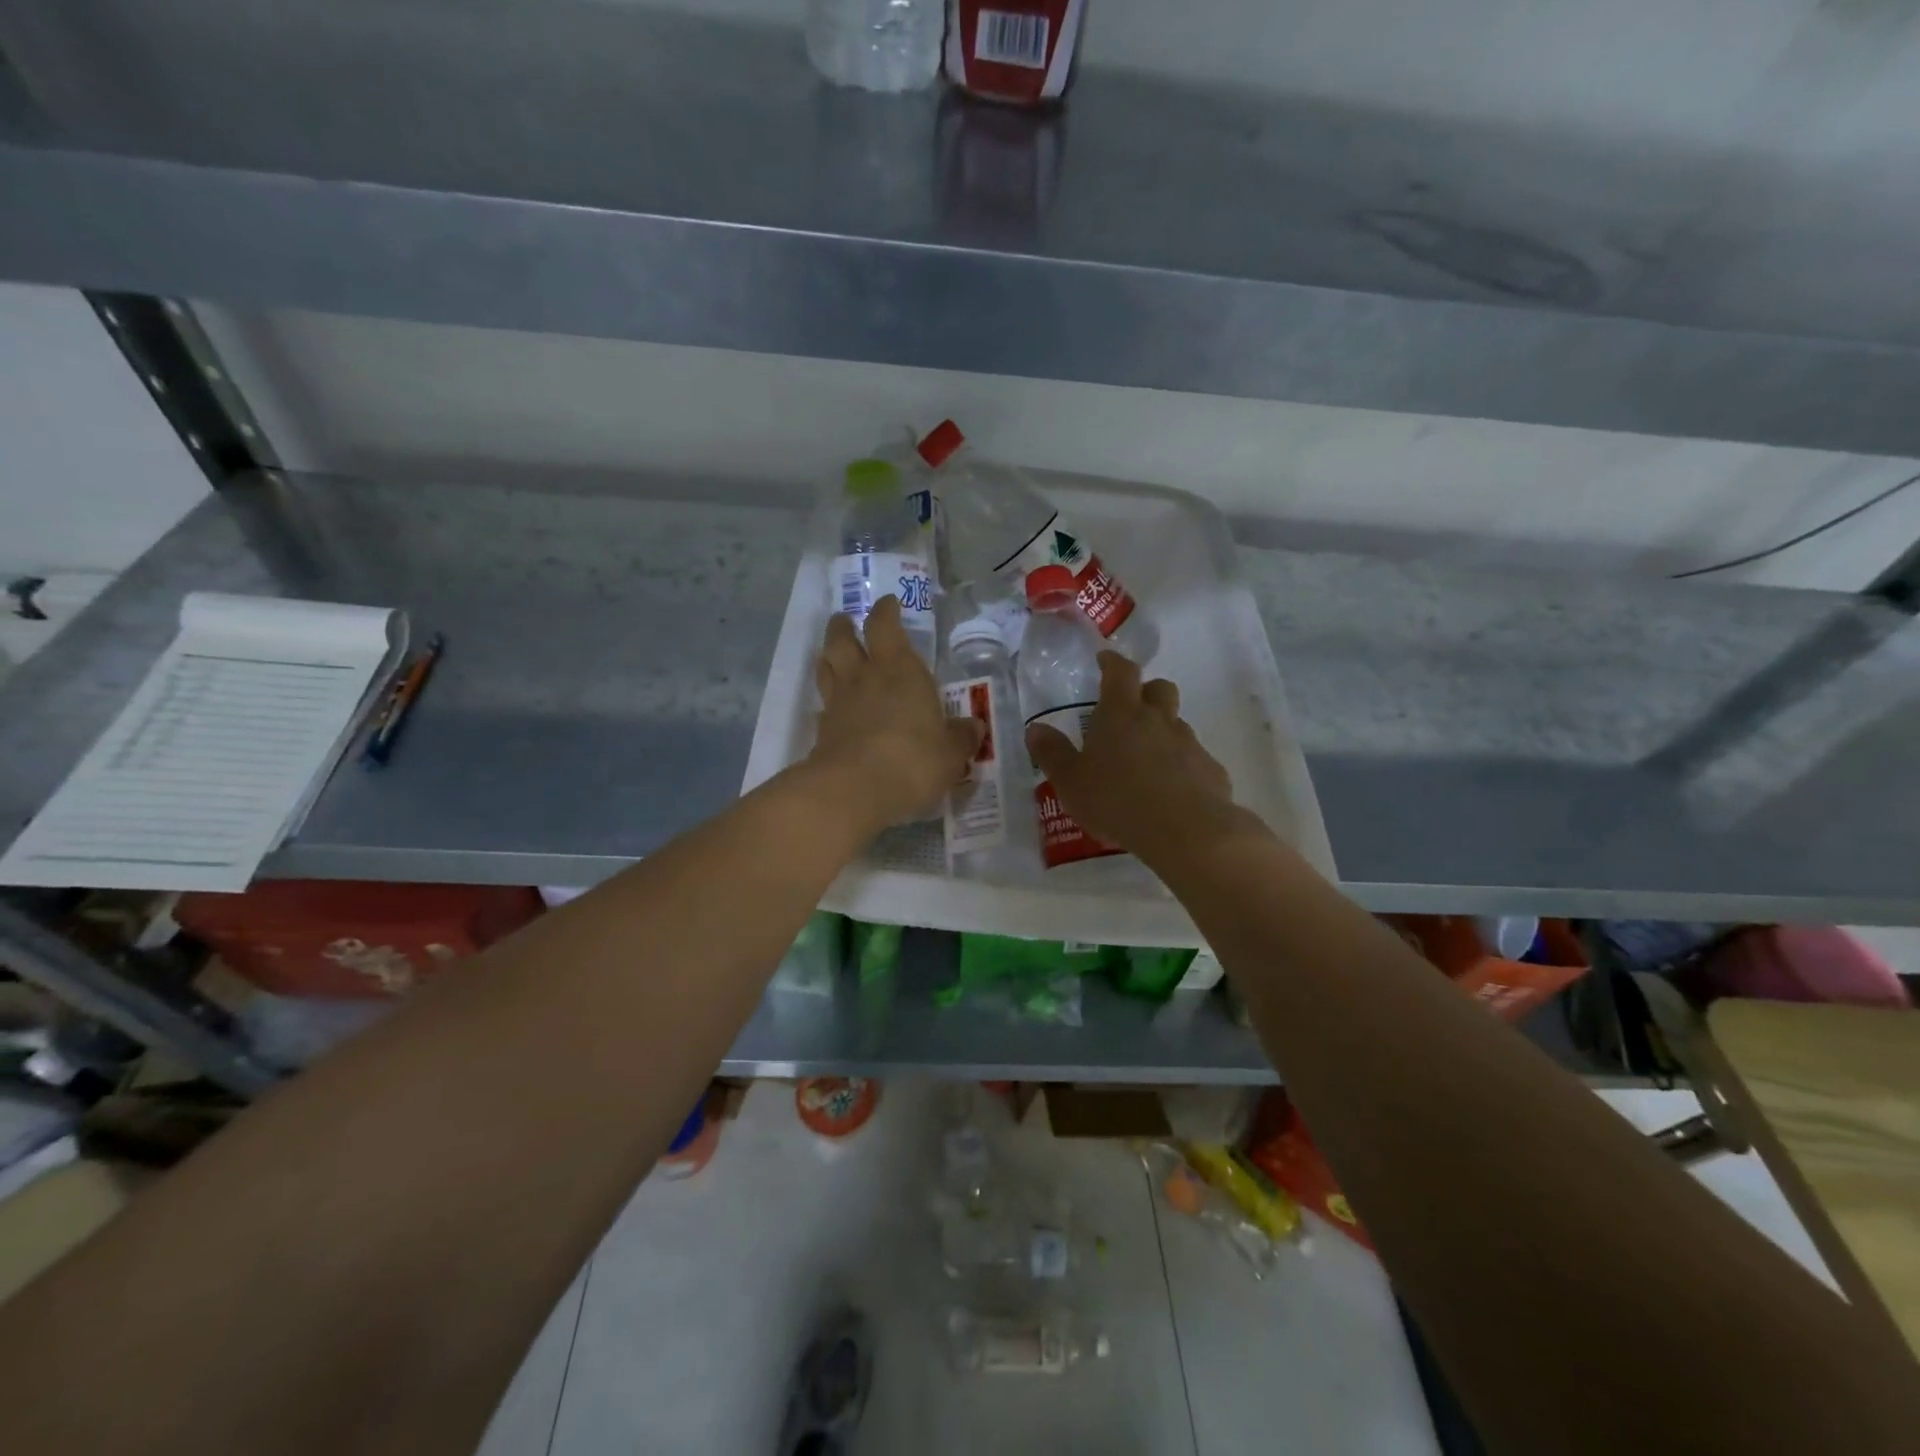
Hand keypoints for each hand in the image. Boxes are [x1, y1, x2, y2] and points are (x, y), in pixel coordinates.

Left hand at [806, 595, 981, 834]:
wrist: (854, 789)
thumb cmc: (913, 760)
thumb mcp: (951, 753)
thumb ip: (961, 737)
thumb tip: (974, 728)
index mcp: (900, 670)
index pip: (885, 626)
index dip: (885, 611)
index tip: (887, 603)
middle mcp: (865, 677)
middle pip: (843, 639)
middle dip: (845, 626)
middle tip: (846, 621)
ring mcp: (838, 703)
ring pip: (826, 667)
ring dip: (828, 655)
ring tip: (833, 654)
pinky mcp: (822, 731)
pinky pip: (823, 706)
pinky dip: (828, 702)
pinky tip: (834, 710)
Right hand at [1025, 652, 1262, 867]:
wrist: (1185, 831)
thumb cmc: (1116, 800)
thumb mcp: (1071, 782)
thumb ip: (1053, 754)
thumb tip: (1036, 729)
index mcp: (1121, 714)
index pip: (1120, 672)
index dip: (1112, 663)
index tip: (1105, 661)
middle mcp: (1159, 720)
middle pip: (1159, 689)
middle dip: (1146, 692)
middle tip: (1129, 711)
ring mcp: (1189, 744)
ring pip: (1177, 725)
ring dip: (1162, 733)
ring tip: (1145, 762)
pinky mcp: (1211, 770)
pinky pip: (1194, 759)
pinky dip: (1181, 767)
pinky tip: (1170, 793)